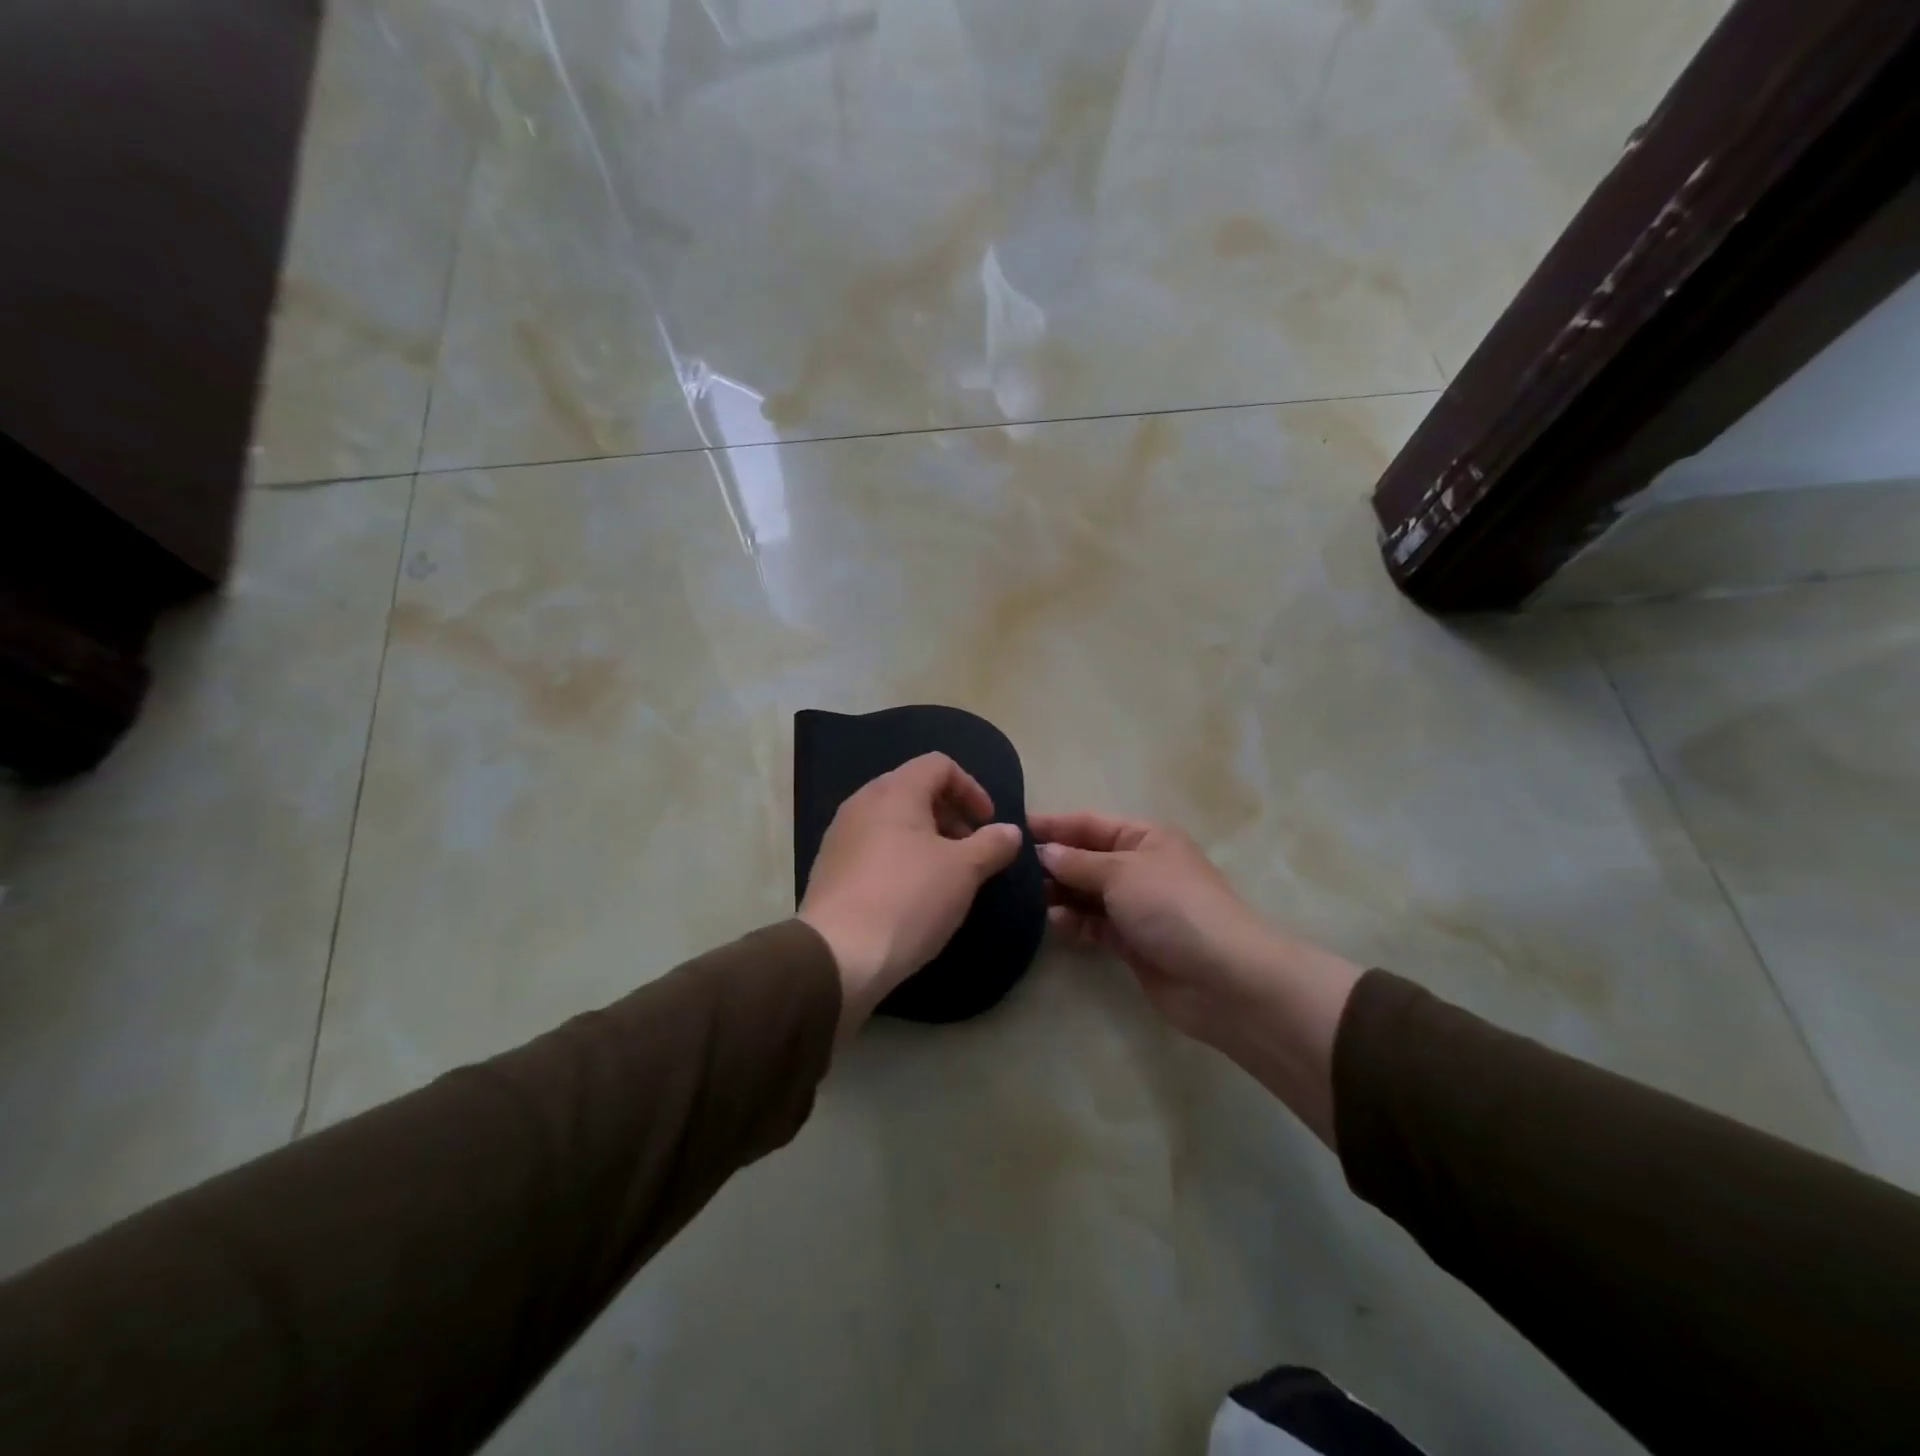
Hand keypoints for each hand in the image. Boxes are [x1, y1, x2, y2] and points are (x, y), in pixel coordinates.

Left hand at [800, 753, 1023, 1039]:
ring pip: (891, 820)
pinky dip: (899, 856)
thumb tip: (1011, 831)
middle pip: (913, 789)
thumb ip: (992, 845)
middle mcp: (862, 803)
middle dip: (948, 814)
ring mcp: (840, 835)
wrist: (838, 954)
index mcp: (894, 791)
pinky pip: (872, 847)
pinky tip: (911, 894)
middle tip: (969, 849)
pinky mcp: (829, 867)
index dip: (971, 788)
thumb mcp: (964, 871)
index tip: (987, 823)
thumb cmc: (908, 899)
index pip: (939, 765)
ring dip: (924, 837)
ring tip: (944, 874)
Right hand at [1033, 811, 1360, 1145]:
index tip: (1014, 827)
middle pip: (1087, 857)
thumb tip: (1044, 852)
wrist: (1223, 978)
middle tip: (1008, 867)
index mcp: (1145, 837)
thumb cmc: (1172, 907)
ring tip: (1022, 897)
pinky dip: (1073, 922)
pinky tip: (1050, 922)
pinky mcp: (1132, 942)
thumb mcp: (1122, 872)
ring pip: (1087, 892)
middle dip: (1052, 861)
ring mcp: (1137, 906)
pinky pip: (1094, 924)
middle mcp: (1140, 867)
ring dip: (1059, 893)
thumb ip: (1079, 862)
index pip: (1089, 823)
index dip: (1053, 824)